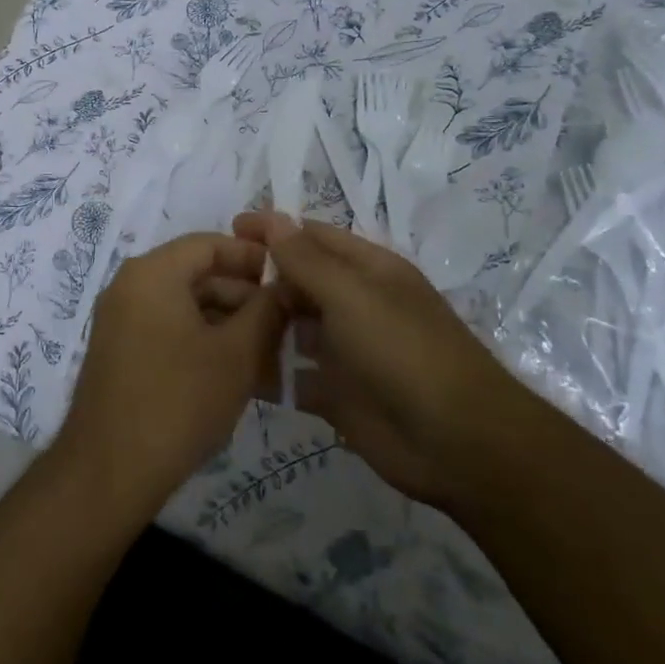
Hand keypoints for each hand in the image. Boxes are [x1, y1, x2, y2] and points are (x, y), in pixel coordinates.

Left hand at [53, 233, 285, 521]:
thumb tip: (286, 286)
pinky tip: (237, 372)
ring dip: (228, 323)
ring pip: (185, 306)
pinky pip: (168, 330)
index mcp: (152, 273)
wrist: (109, 472)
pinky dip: (203, 341)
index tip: (288, 277)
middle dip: (244, 296)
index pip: (209, 244)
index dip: (252, 257)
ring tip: (270, 354)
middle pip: (197, 274)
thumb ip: (267, 311)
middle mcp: (130, 286)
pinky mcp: (120, 353)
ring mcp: (120, 321)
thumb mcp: (236, 354)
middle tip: (286, 323)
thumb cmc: (179, 401)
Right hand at [233, 211, 509, 513]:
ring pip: (292, 329)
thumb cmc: (404, 351)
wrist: (457, 443)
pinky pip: (293, 376)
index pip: (313, 237)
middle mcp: (355, 304)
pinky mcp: (336, 394)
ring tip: (211, 324)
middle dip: (260, 280)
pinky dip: (268, 372)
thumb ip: (307, 260)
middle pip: (299, 282)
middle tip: (207, 286)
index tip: (229, 229)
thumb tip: (273, 221)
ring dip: (259, 325)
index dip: (274, 230)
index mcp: (367, 270)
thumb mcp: (352, 295)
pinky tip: (231, 368)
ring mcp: (345, 351)